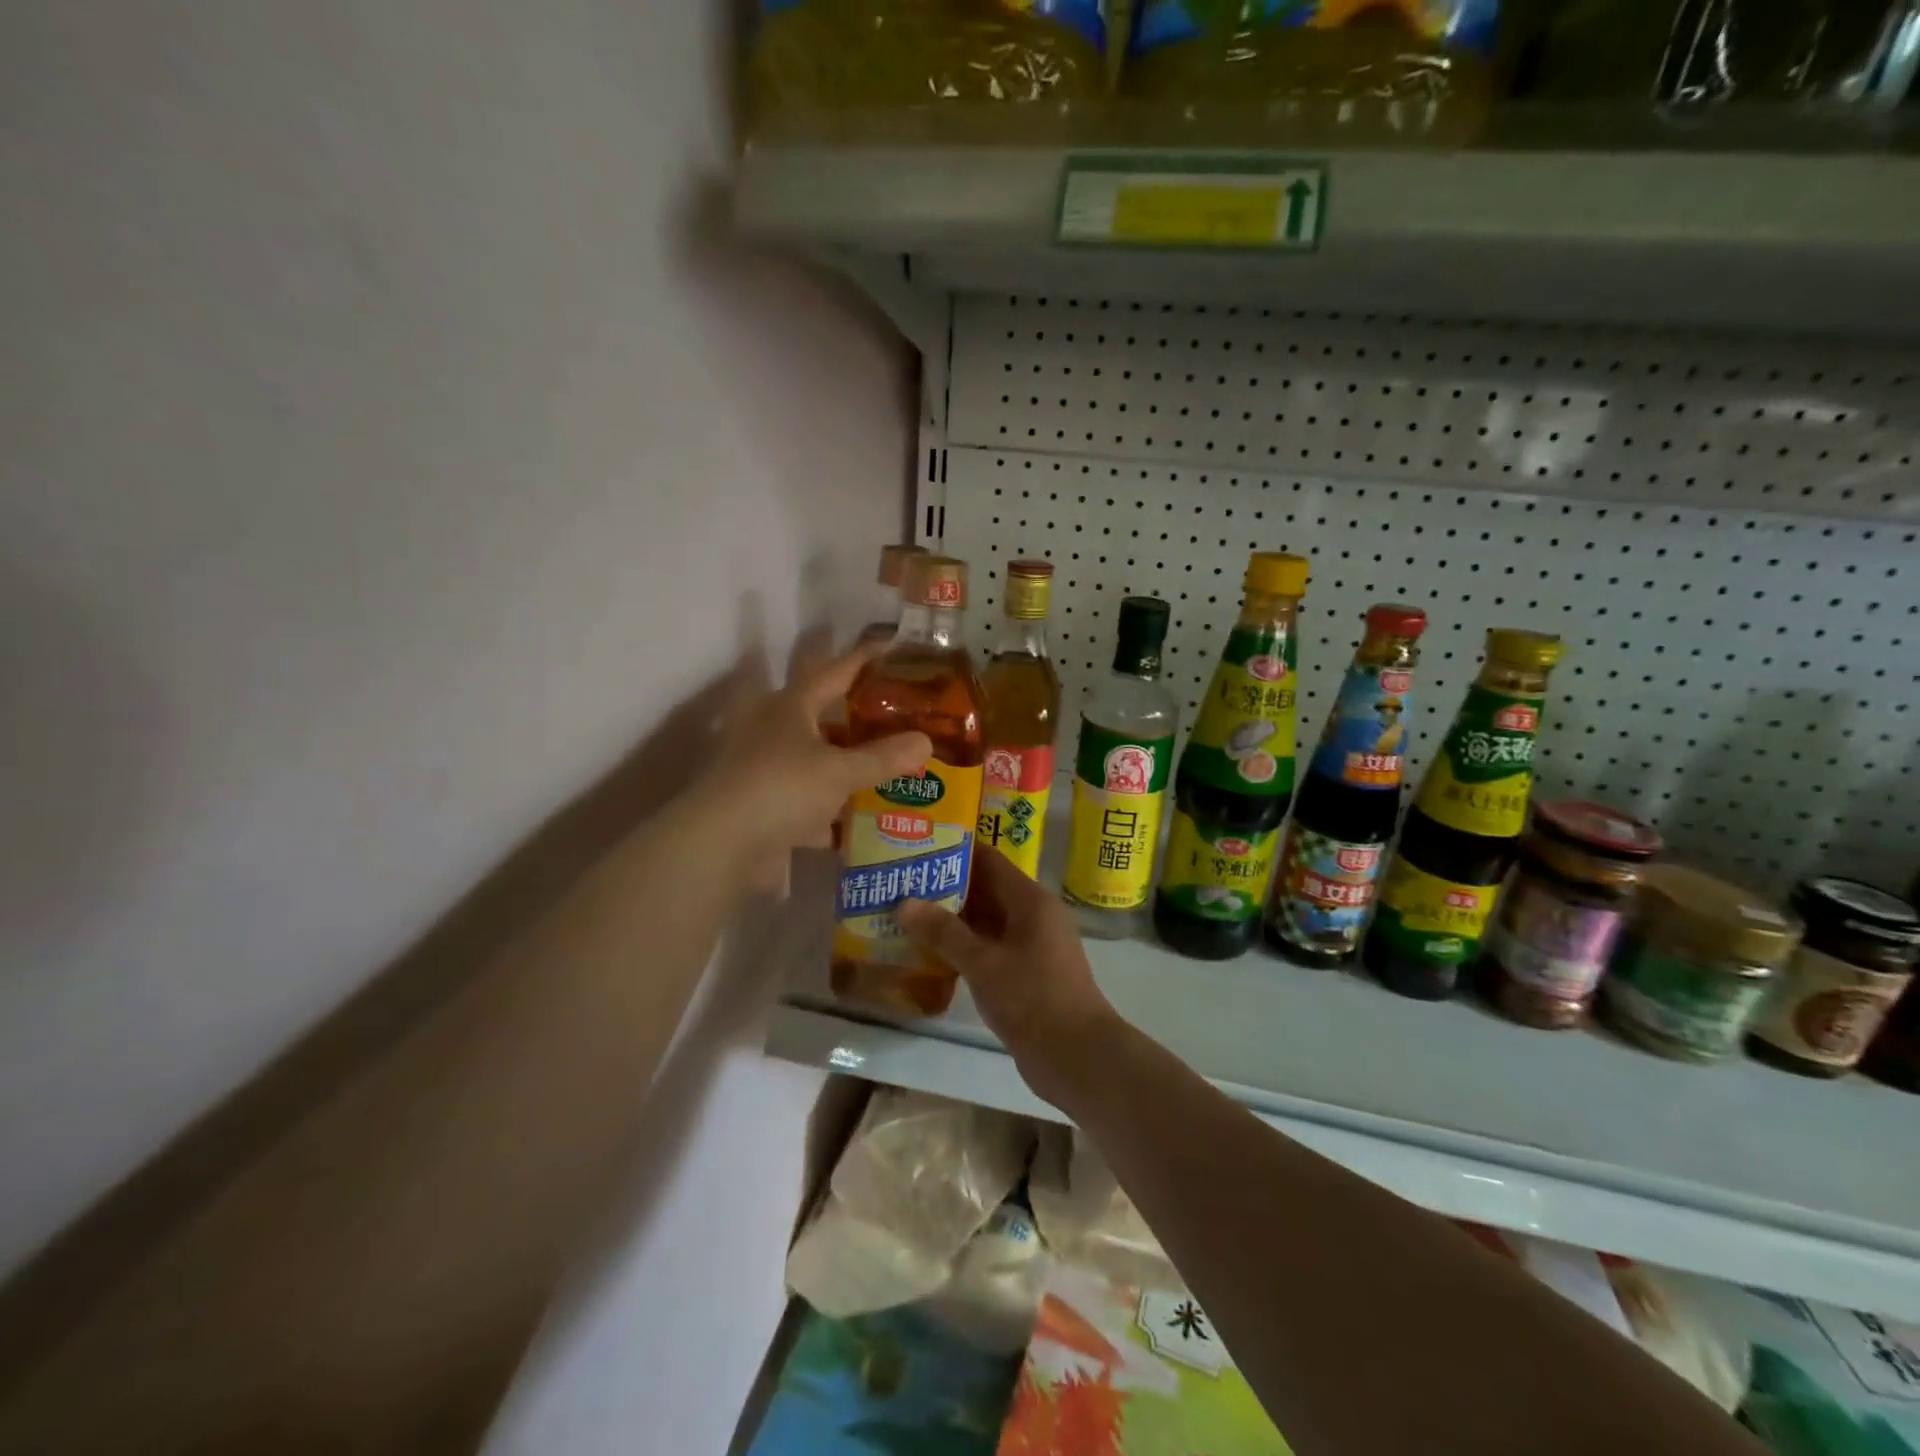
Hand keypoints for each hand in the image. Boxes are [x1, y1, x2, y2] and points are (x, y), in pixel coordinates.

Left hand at [692, 638, 929, 893]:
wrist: (721, 844)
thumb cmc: (781, 788)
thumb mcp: (840, 772)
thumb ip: (883, 757)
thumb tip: (927, 741)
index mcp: (790, 707)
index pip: (835, 671)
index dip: (864, 658)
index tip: (893, 645)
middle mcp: (773, 730)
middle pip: (821, 715)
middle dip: (856, 717)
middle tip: (897, 717)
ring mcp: (765, 768)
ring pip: (815, 759)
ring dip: (845, 764)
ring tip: (887, 769)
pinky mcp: (763, 805)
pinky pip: (807, 801)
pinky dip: (830, 811)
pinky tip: (858, 822)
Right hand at [897, 848, 1121, 1107]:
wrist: (1078, 1057)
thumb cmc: (1033, 998)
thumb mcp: (983, 963)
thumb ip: (944, 932)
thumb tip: (905, 902)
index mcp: (1030, 900)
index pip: (988, 860)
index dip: (953, 851)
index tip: (916, 849)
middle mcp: (1033, 915)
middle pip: (986, 889)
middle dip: (946, 887)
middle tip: (901, 883)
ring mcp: (1032, 945)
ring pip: (986, 921)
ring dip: (951, 920)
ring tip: (905, 914)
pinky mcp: (1027, 973)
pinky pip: (990, 948)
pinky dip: (963, 947)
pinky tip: (929, 954)